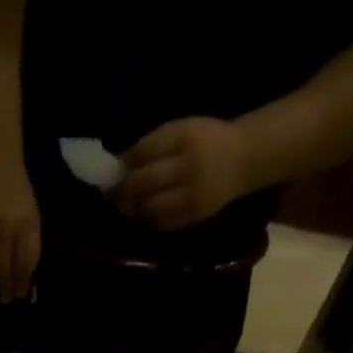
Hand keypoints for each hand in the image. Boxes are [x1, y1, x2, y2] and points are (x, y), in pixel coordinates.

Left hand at [111, 117, 259, 231]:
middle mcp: (188, 166)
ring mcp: (191, 194)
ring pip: (150, 206)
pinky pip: (161, 222)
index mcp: (185, 137)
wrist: (242, 159)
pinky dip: (146, 220)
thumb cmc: (206, 141)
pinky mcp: (193, 215)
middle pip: (144, 182)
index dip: (124, 164)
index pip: (145, 151)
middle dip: (122, 190)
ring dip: (132, 209)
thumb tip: (119, 165)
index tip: (112, 171)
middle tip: (110, 195)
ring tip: (123, 207)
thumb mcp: (182, 130)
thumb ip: (153, 145)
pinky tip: (141, 216)